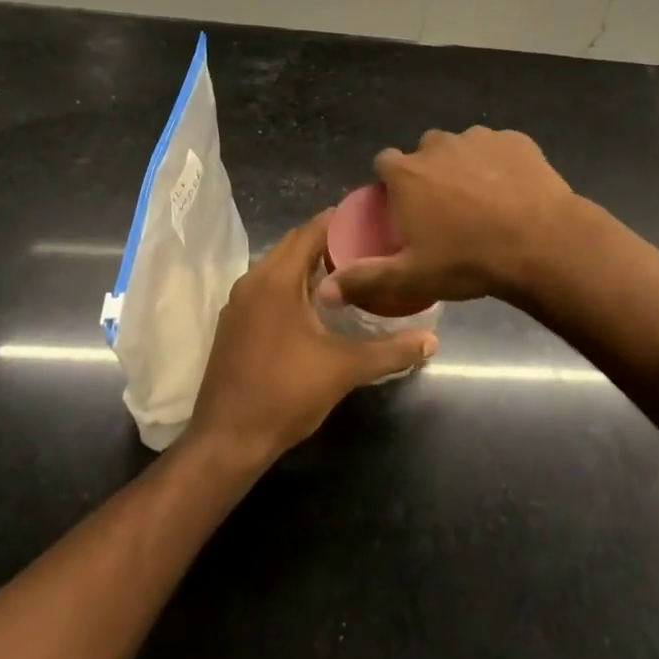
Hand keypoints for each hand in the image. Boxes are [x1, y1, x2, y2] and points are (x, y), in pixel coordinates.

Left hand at [187, 212, 436, 466]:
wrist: (226, 441)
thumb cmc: (285, 394)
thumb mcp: (344, 370)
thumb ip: (390, 351)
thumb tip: (431, 341)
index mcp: (276, 279)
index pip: (310, 231)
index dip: (340, 220)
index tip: (370, 217)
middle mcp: (253, 280)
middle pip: (293, 244)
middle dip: (328, 240)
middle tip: (367, 243)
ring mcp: (239, 302)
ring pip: (278, 266)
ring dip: (309, 263)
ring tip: (348, 269)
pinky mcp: (234, 323)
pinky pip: (267, 287)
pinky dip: (292, 283)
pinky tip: (317, 303)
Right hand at [316, 127, 575, 313]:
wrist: (541, 242)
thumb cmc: (468, 260)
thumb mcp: (412, 278)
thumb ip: (365, 280)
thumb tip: (324, 291)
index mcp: (408, 172)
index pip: (384, 163)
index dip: (391, 184)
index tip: (403, 208)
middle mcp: (438, 145)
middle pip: (424, 153)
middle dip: (429, 174)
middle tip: (446, 211)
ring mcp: (479, 138)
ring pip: (462, 148)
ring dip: (465, 167)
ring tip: (484, 203)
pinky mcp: (515, 139)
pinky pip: (499, 149)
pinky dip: (500, 164)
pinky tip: (513, 192)